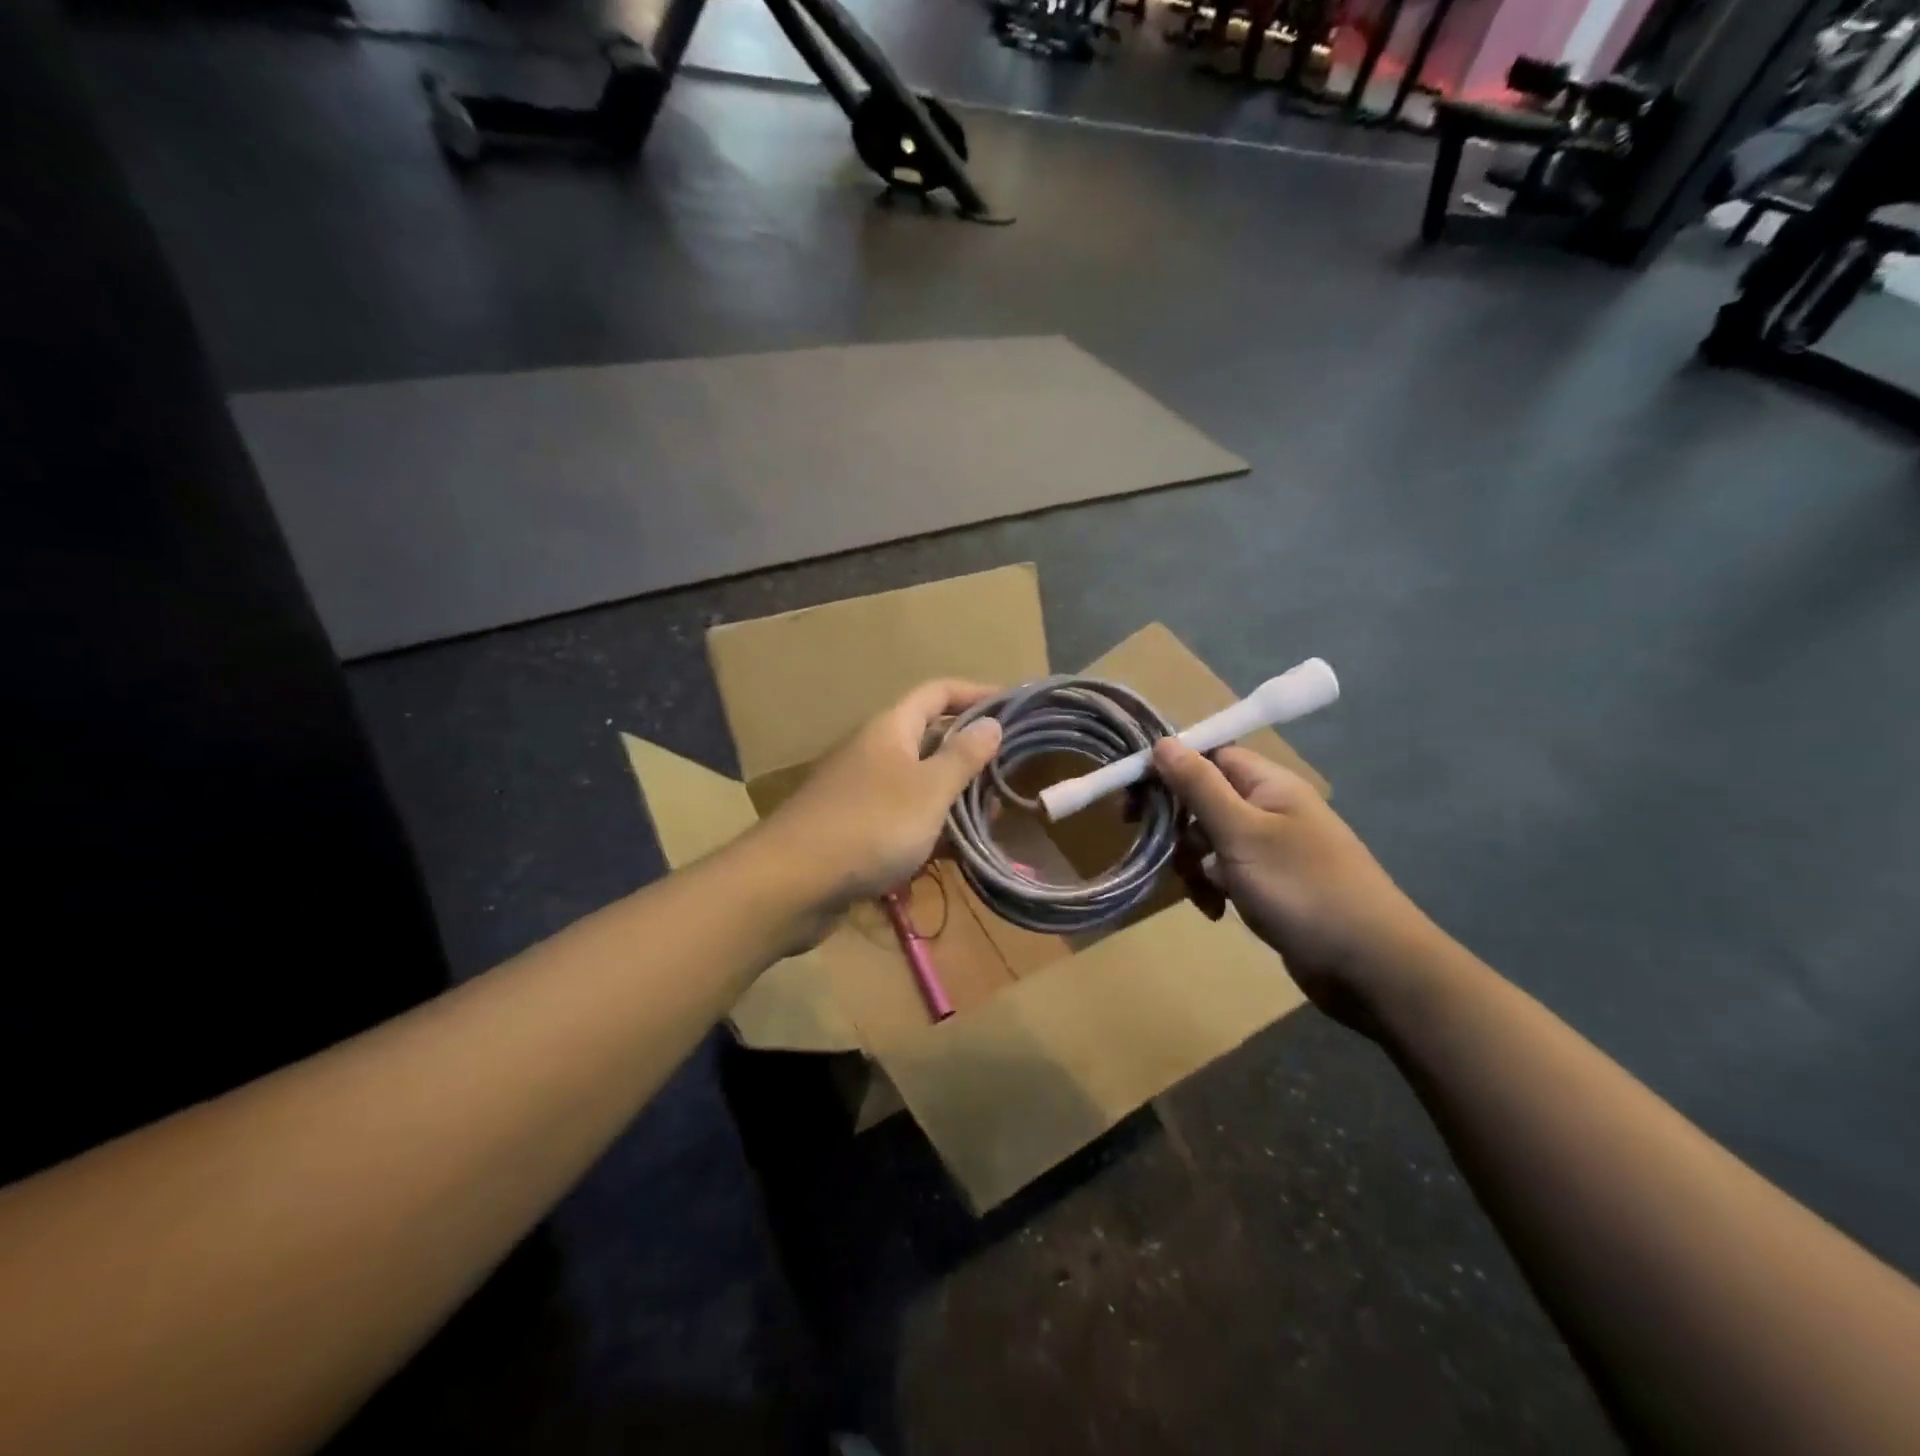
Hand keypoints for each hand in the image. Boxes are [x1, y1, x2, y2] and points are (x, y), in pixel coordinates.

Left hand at [757, 679, 1002, 917]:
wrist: (792, 882)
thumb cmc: (871, 825)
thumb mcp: (928, 790)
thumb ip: (962, 757)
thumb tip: (991, 723)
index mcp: (890, 728)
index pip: (938, 692)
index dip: (976, 693)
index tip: (1013, 706)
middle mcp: (874, 751)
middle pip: (929, 736)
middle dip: (970, 751)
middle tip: (1009, 770)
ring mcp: (862, 790)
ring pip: (918, 781)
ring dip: (953, 793)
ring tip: (992, 813)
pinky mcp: (855, 827)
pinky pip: (902, 816)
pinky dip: (930, 825)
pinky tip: (955, 849)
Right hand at [1151, 739, 1440, 1031]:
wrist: (1369, 966)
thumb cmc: (1302, 889)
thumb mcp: (1241, 833)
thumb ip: (1199, 786)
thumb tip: (1163, 741)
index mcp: (1268, 784)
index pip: (1208, 756)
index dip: (1169, 769)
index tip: (1133, 797)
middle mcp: (1269, 809)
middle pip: (1203, 799)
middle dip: (1178, 826)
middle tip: (1157, 848)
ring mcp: (1271, 849)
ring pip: (1209, 840)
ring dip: (1193, 863)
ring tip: (1202, 892)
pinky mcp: (1270, 885)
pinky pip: (1225, 873)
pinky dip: (1213, 888)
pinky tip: (1215, 911)